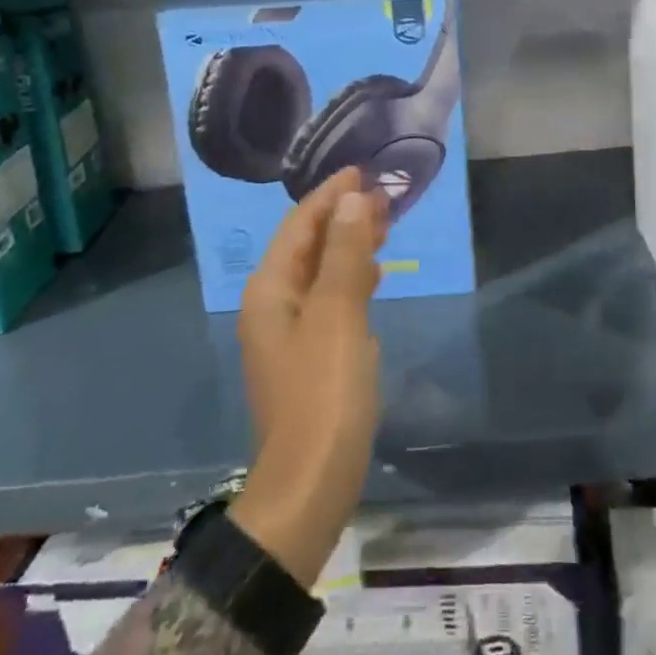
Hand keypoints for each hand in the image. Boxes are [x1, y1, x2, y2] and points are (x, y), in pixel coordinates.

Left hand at [228, 168, 389, 587]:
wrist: (310, 483)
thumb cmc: (324, 392)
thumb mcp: (338, 315)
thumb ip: (344, 254)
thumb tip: (352, 200)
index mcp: (271, 290)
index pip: (299, 225)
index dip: (330, 195)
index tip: (362, 171)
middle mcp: (273, 305)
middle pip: (308, 246)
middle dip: (342, 216)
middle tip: (382, 195)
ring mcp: (289, 333)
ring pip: (320, 272)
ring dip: (349, 245)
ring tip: (384, 225)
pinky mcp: (309, 356)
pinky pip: (329, 299)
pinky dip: (350, 278)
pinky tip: (372, 276)